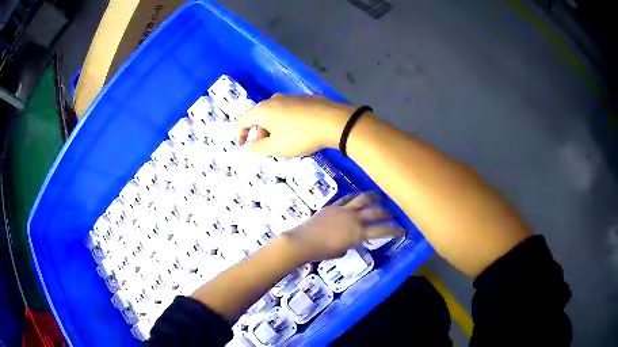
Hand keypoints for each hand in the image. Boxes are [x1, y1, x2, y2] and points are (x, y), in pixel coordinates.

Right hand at [237, 94, 355, 156]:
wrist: (334, 121)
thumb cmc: (301, 136)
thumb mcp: (276, 148)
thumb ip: (258, 148)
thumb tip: (249, 146)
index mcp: (263, 110)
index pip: (243, 120)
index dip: (240, 134)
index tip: (242, 145)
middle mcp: (274, 100)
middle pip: (259, 116)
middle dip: (259, 133)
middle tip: (266, 147)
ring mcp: (290, 97)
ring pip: (274, 113)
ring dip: (273, 128)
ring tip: (283, 142)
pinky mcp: (305, 99)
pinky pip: (287, 111)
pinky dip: (285, 122)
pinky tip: (298, 132)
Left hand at [281, 192, 404, 261]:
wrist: (303, 241)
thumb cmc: (322, 252)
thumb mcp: (341, 251)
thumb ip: (350, 243)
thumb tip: (351, 239)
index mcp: (358, 233)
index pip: (382, 230)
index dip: (394, 230)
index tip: (403, 230)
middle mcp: (355, 219)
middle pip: (376, 212)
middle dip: (387, 213)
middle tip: (393, 214)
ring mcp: (344, 210)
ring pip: (364, 199)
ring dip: (374, 197)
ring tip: (381, 196)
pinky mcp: (334, 205)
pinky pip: (348, 198)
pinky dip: (356, 196)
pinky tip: (359, 196)